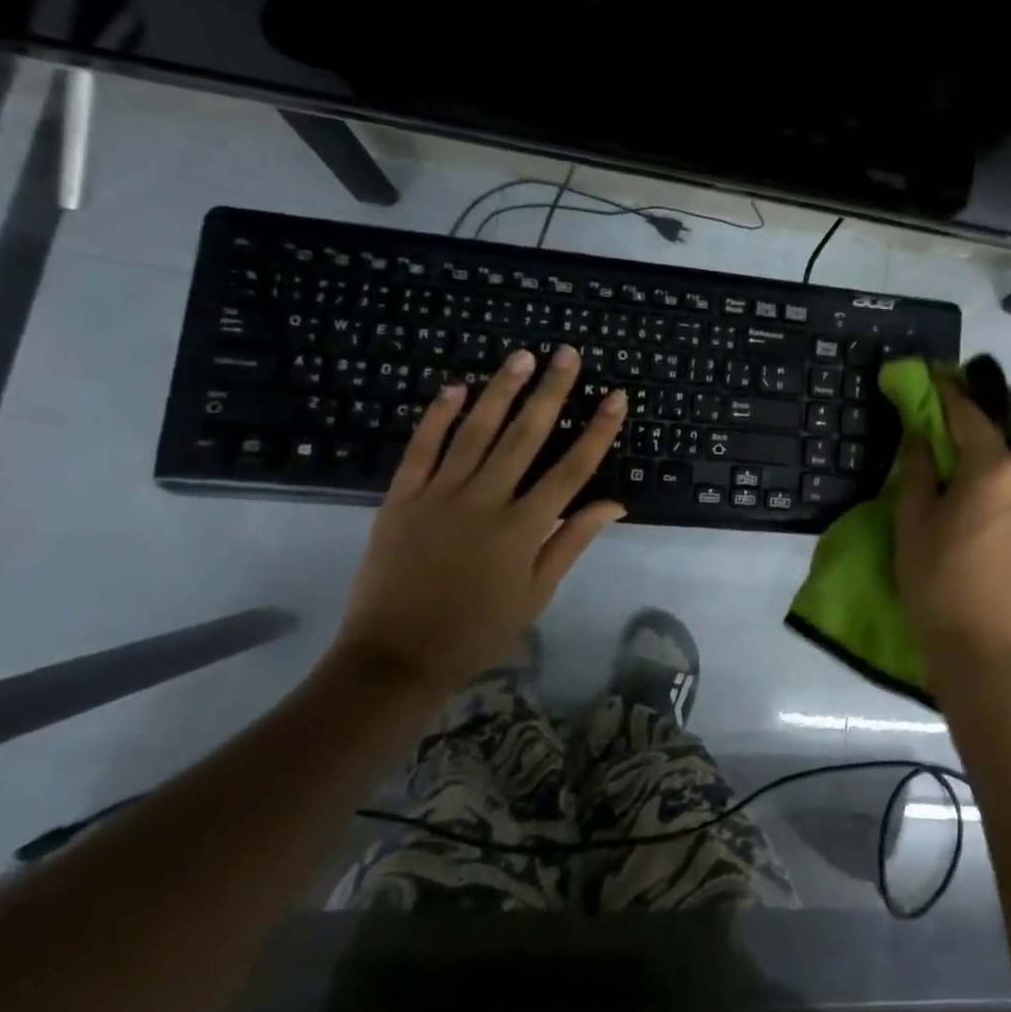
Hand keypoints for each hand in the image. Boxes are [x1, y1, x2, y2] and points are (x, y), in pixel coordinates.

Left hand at [330, 345, 627, 703]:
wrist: (394, 658)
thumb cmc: (478, 628)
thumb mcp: (537, 592)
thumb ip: (573, 540)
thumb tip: (615, 503)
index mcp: (523, 528)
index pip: (571, 469)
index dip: (597, 431)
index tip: (616, 396)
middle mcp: (485, 501)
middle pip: (526, 436)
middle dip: (551, 391)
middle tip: (567, 353)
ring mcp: (439, 496)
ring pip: (477, 431)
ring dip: (501, 390)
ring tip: (522, 356)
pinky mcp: (401, 498)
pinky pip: (422, 448)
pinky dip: (439, 415)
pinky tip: (457, 386)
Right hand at [894, 372, 1010, 675]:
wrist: (982, 645)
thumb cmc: (936, 581)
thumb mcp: (913, 521)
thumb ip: (919, 469)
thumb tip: (922, 435)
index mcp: (991, 470)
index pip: (970, 414)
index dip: (950, 389)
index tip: (937, 373)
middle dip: (1002, 400)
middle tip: (975, 403)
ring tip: (1000, 446)